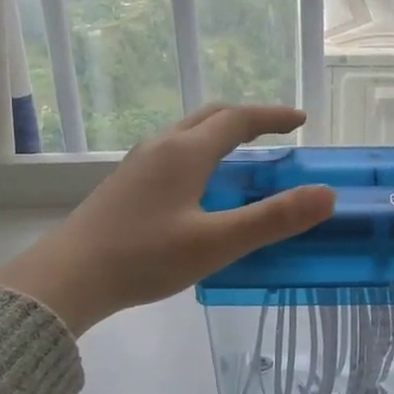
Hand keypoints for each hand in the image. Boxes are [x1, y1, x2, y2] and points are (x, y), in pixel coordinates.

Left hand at [0, 104, 335, 336]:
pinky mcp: (125, 184)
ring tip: (243, 157)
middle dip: (247, 119)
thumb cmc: (145, 257)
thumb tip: (326, 196)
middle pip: (210, 116)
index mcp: (186, 152)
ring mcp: (138, 163)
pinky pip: (172, 152)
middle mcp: (162, 147)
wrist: (67, 277)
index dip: (273, 116)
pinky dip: (200, 153)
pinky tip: (200, 186)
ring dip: (221, 134)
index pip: (238, 119)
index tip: (301, 120)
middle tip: (276, 133)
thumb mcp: (217, 242)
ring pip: (188, 133)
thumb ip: (273, 219)